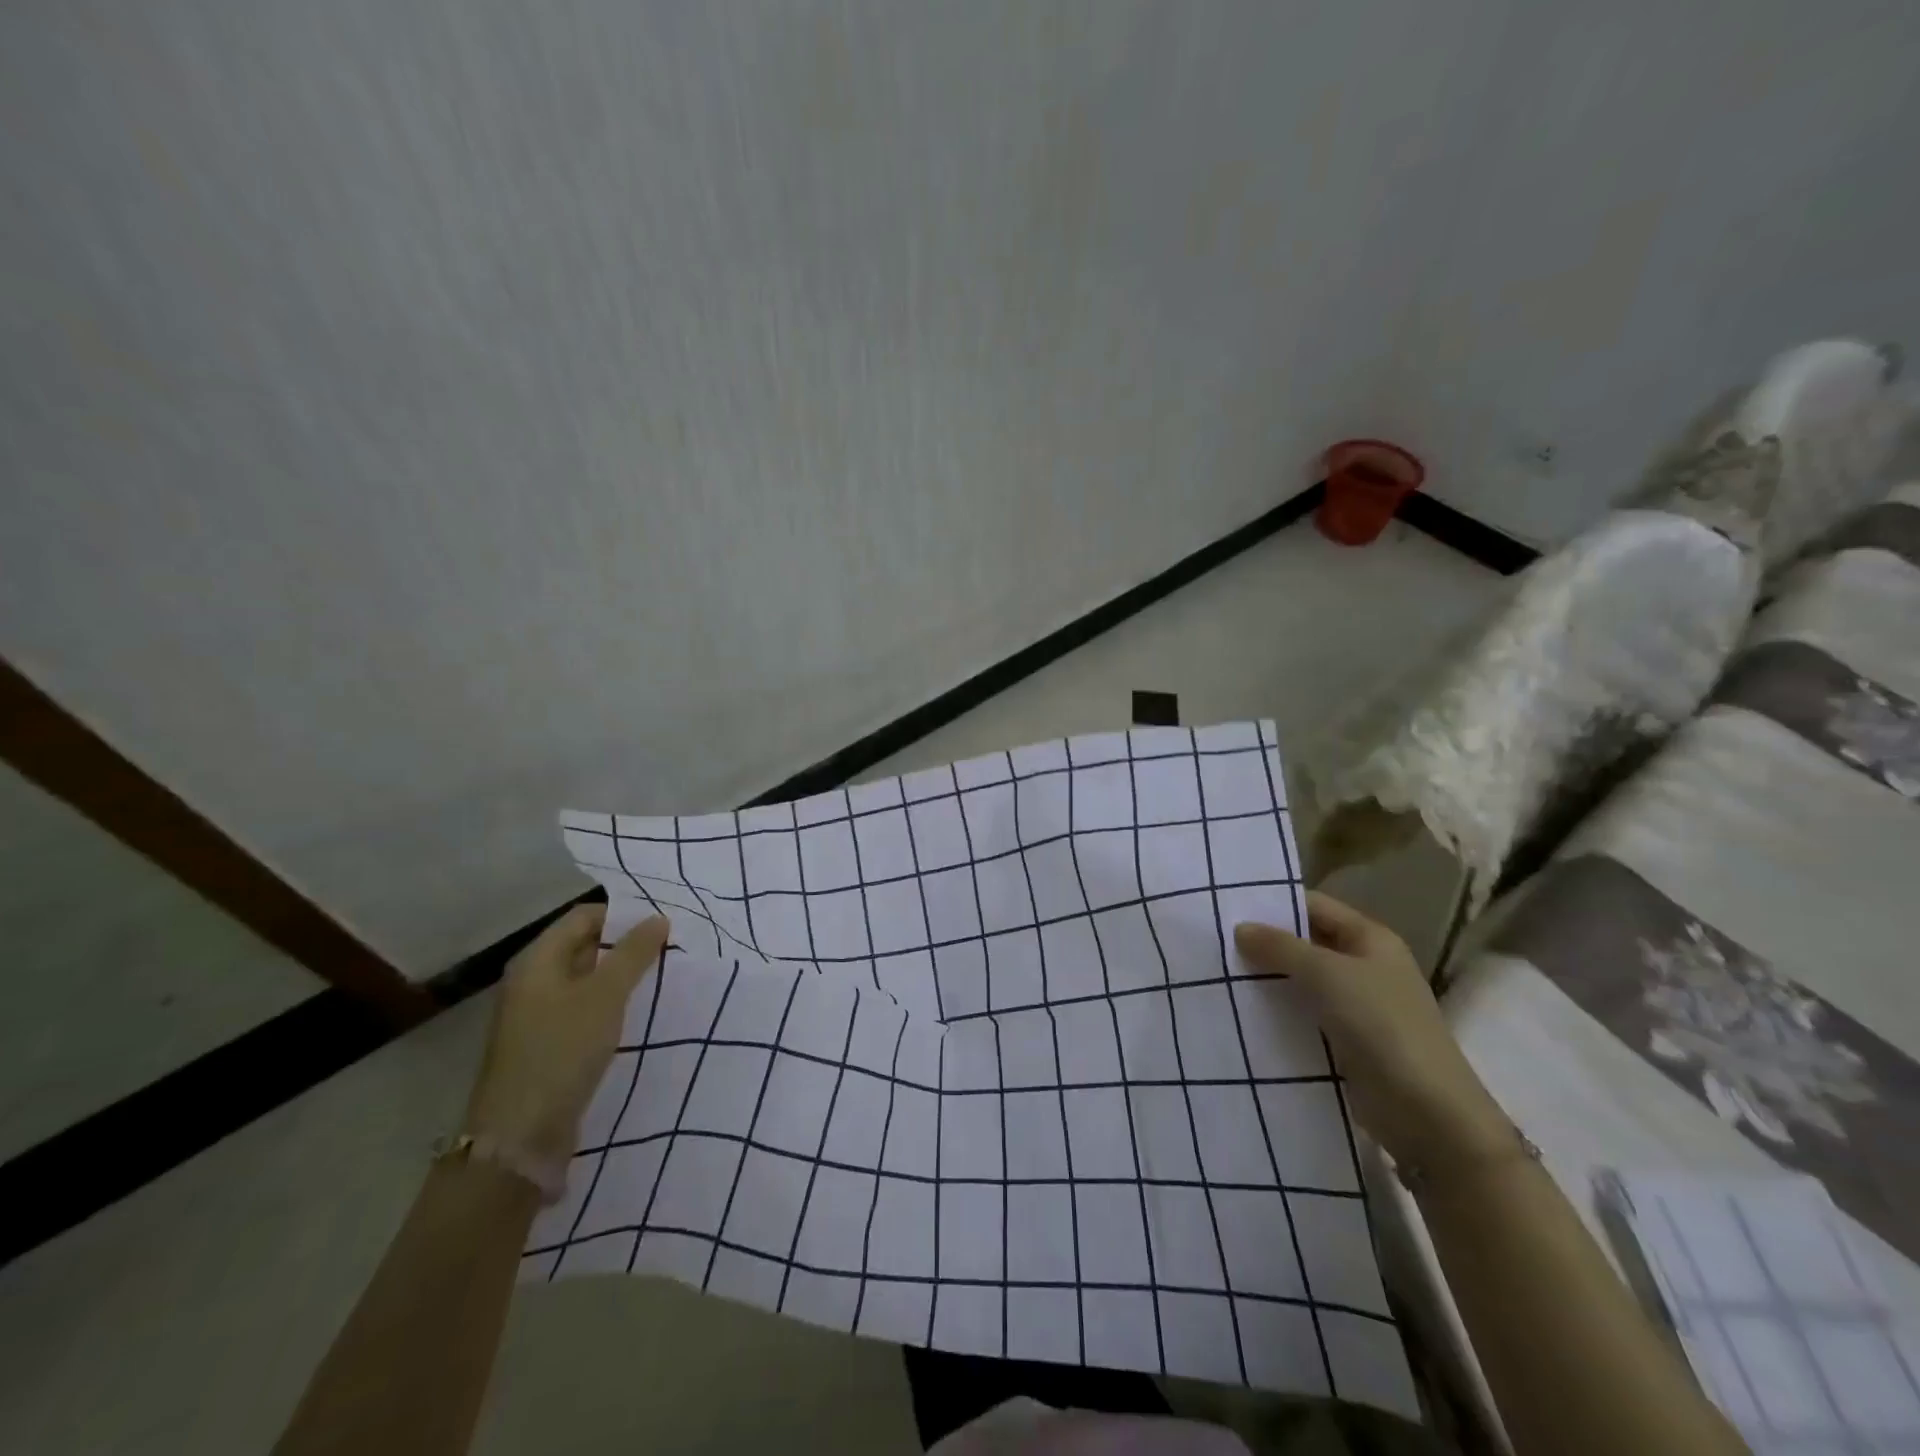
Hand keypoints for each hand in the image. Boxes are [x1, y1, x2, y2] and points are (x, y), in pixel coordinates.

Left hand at [463, 904, 669, 1167]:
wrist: (521, 1135)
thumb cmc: (562, 1050)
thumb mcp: (605, 995)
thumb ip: (634, 953)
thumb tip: (658, 918)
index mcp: (537, 960)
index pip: (583, 916)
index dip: (623, 916)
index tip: (662, 926)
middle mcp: (532, 980)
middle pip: (583, 946)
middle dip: (625, 946)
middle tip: (668, 951)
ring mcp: (536, 1015)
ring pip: (586, 980)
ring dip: (620, 977)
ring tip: (659, 979)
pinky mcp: (546, 1044)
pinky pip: (583, 1009)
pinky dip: (609, 1005)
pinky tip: (635, 1014)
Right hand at [1235, 892, 1509, 1170]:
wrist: (1429, 1115)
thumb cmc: (1382, 1027)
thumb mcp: (1327, 975)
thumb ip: (1281, 947)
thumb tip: (1240, 928)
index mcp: (1370, 940)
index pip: (1315, 907)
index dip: (1275, 904)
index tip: (1227, 907)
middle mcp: (1365, 967)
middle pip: (1306, 944)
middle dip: (1264, 944)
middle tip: (1213, 943)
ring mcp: (1357, 1008)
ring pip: (1301, 983)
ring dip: (1266, 982)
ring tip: (1217, 976)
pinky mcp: (1346, 1044)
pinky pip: (1303, 1017)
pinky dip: (1276, 1014)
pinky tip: (1240, 1014)